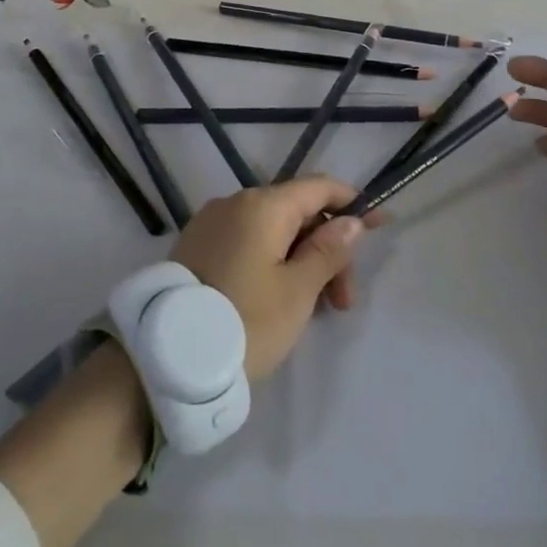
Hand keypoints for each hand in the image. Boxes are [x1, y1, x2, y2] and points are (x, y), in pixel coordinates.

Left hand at [169, 177, 378, 380]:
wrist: (165, 358)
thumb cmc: (245, 321)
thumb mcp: (297, 291)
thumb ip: (328, 251)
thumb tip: (350, 221)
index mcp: (263, 205)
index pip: (319, 187)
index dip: (353, 203)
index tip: (380, 227)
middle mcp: (235, 202)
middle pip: (297, 212)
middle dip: (327, 249)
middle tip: (342, 302)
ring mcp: (211, 224)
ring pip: (272, 231)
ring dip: (301, 261)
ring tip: (313, 310)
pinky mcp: (196, 247)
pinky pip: (247, 243)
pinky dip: (271, 262)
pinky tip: (279, 299)